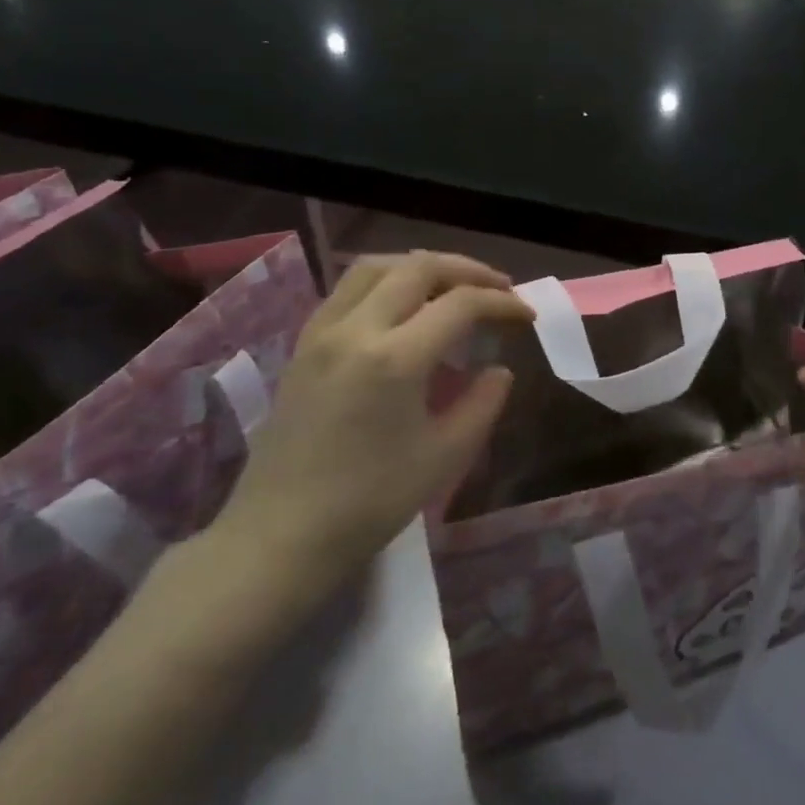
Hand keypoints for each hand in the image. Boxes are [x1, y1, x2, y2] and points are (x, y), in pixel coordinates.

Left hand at [210, 252, 531, 600]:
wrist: (278, 537)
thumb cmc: (368, 503)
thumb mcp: (444, 457)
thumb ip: (482, 404)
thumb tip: (499, 371)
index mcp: (395, 358)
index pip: (461, 304)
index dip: (502, 303)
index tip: (527, 315)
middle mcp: (356, 329)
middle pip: (418, 267)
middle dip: (468, 270)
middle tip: (499, 289)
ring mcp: (322, 333)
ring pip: (377, 267)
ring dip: (423, 267)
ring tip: (453, 287)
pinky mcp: (303, 345)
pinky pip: (349, 289)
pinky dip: (387, 281)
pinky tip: (403, 307)